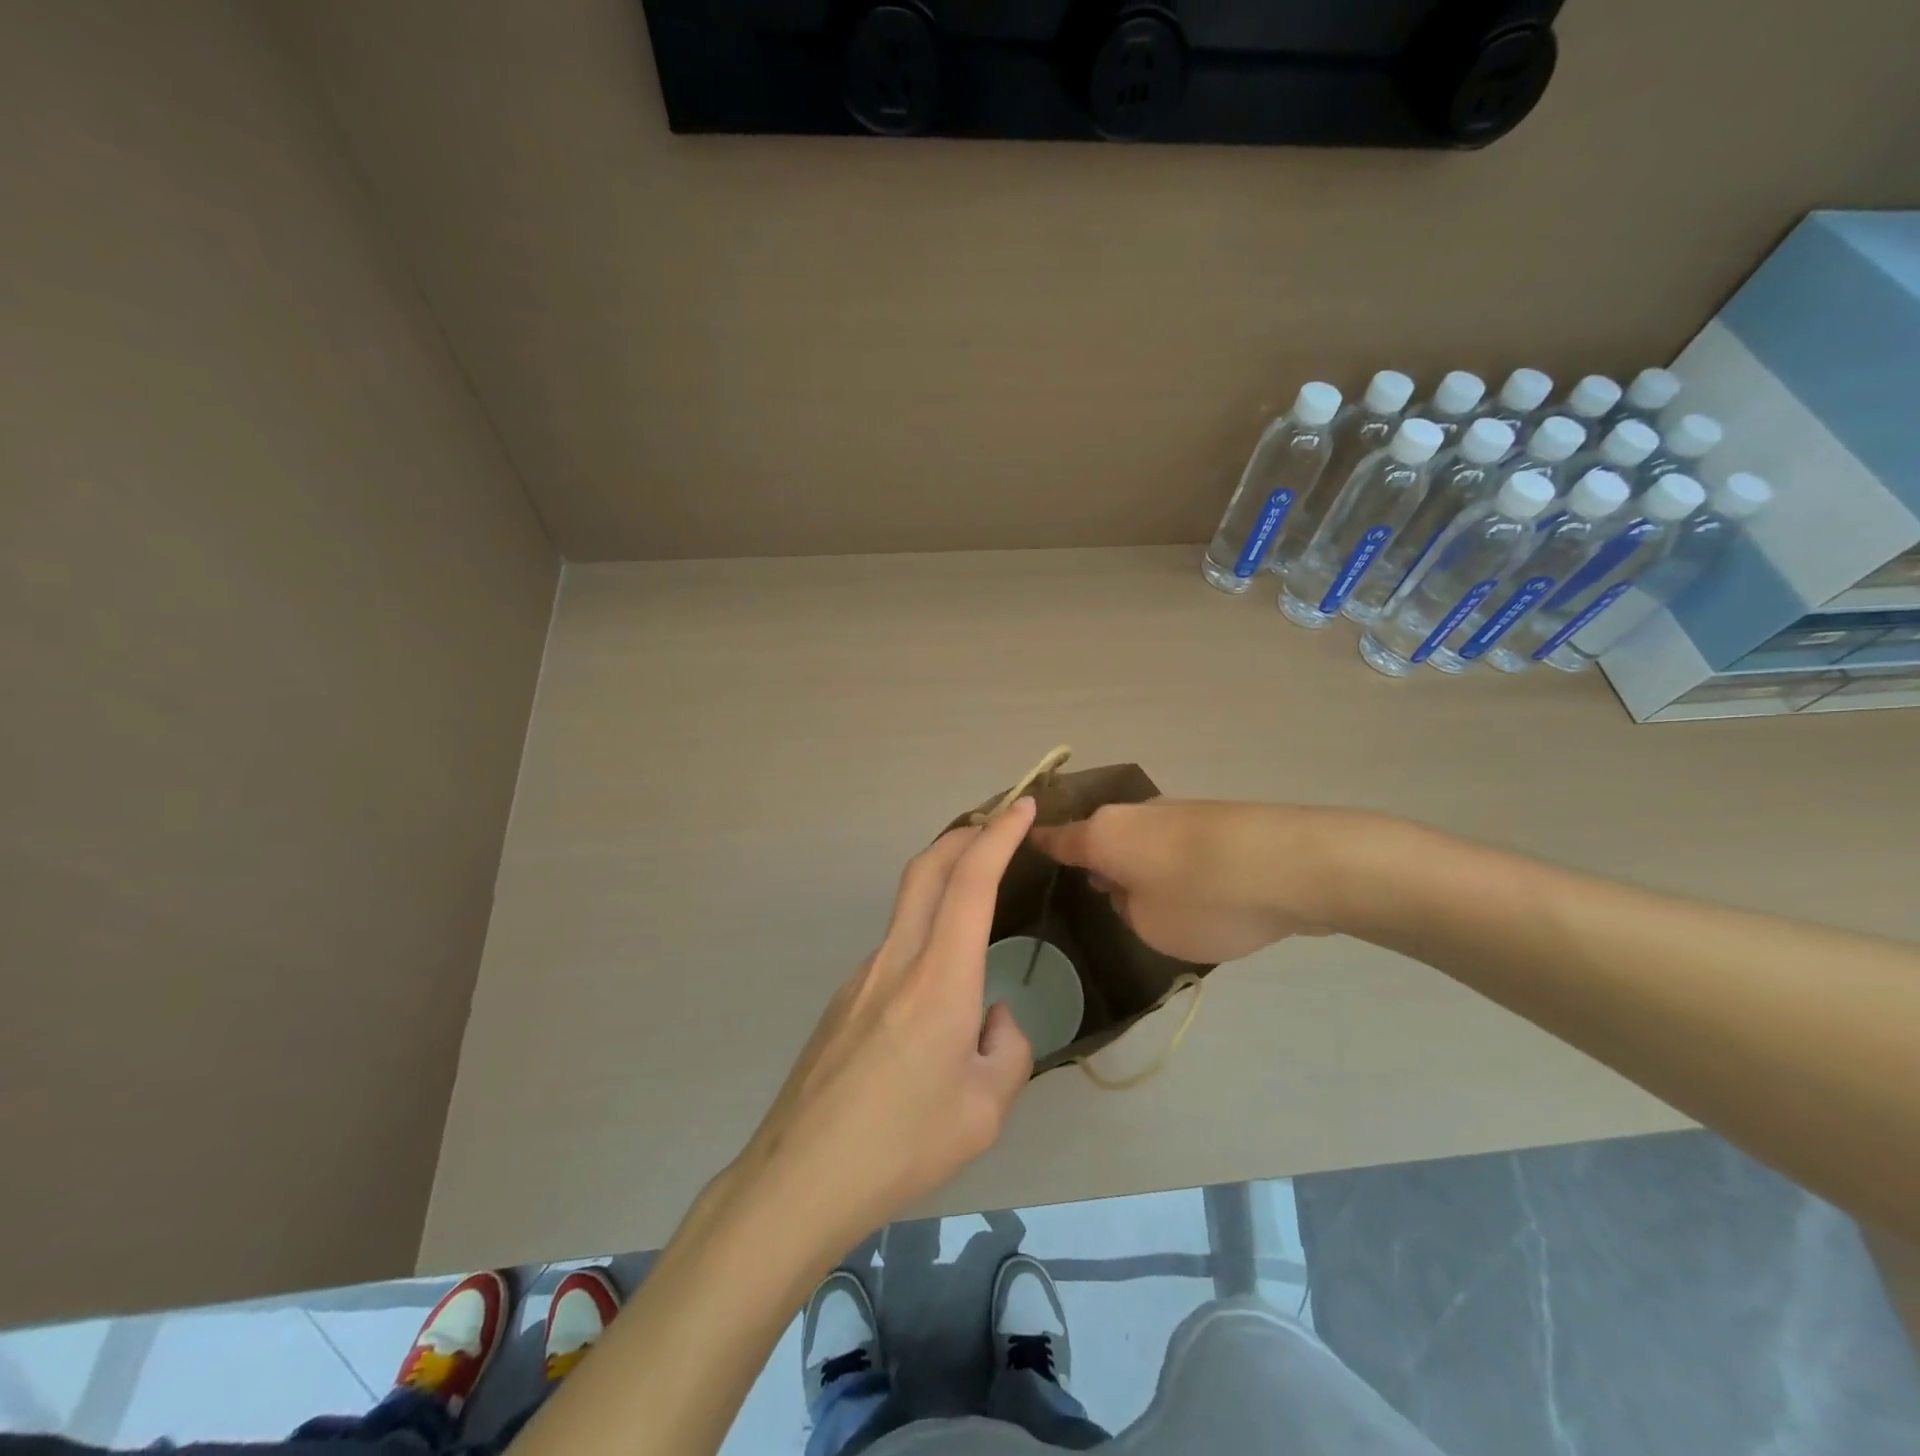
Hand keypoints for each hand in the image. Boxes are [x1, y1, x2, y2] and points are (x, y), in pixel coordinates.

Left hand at [729, 798, 1037, 1247]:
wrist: (801, 1177)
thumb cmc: (903, 1145)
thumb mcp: (985, 1110)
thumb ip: (1006, 1050)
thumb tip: (991, 1017)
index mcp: (939, 979)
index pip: (971, 882)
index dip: (999, 836)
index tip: (1021, 808)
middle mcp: (897, 960)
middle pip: (927, 869)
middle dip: (965, 833)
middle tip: (998, 823)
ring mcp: (863, 976)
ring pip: (909, 906)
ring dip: (944, 882)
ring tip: (978, 905)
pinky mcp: (845, 998)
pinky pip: (895, 949)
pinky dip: (926, 935)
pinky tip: (937, 996)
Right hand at [1031, 800, 1340, 963]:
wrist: (1294, 864)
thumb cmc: (1203, 899)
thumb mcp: (1150, 926)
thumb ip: (1129, 909)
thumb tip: (1133, 889)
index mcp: (1104, 834)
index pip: (1058, 839)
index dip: (1040, 846)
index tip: (1023, 846)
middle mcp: (1134, 814)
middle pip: (1105, 840)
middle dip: (1103, 866)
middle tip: (1107, 900)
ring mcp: (1178, 812)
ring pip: (1144, 843)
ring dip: (1145, 868)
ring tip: (1165, 906)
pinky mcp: (1217, 819)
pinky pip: (1180, 847)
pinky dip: (1180, 867)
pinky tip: (1205, 895)